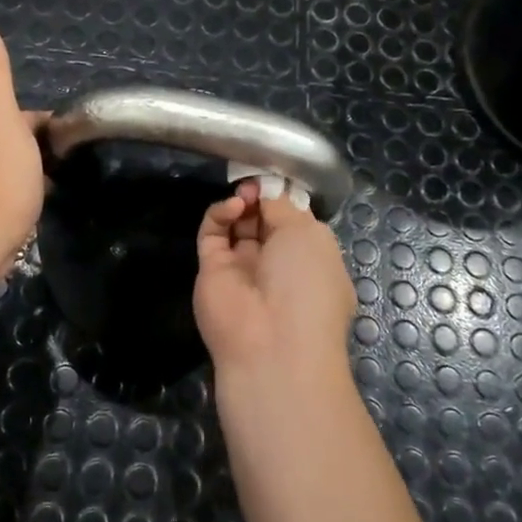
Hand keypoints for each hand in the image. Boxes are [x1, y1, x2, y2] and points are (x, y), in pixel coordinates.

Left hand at [0, 26, 48, 275]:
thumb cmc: (1, 177)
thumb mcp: (2, 117)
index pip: (12, 116)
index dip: (39, 123)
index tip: (64, 139)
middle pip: (4, 141)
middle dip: (30, 147)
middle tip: (61, 163)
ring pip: (0, 170)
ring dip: (21, 173)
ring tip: (48, 187)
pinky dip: (13, 197)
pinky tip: (28, 210)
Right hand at [194, 179, 356, 395]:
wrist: (272, 343)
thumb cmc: (307, 285)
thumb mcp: (308, 235)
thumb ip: (283, 207)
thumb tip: (268, 191)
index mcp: (310, 259)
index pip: (293, 221)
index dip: (283, 198)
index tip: (274, 178)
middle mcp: (276, 264)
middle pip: (263, 220)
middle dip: (261, 198)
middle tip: (256, 183)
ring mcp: (241, 268)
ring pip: (237, 225)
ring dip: (242, 203)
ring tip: (245, 195)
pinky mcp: (211, 270)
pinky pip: (212, 234)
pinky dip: (220, 215)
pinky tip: (232, 208)